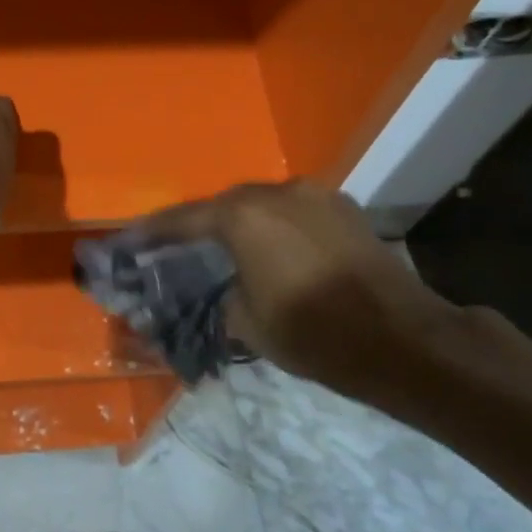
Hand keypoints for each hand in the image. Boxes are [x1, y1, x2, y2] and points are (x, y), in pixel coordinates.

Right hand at [139, 180, 469, 406]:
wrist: (402, 339)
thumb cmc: (314, 334)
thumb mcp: (248, 323)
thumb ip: (224, 295)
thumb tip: (226, 287)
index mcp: (243, 216)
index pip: (183, 220)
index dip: (152, 233)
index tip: (129, 241)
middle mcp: (277, 192)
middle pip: (224, 205)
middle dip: (200, 226)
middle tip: (179, 248)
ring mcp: (316, 195)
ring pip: (263, 205)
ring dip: (242, 225)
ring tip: (229, 250)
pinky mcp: (344, 209)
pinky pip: (294, 212)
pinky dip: (276, 227)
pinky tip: (275, 251)